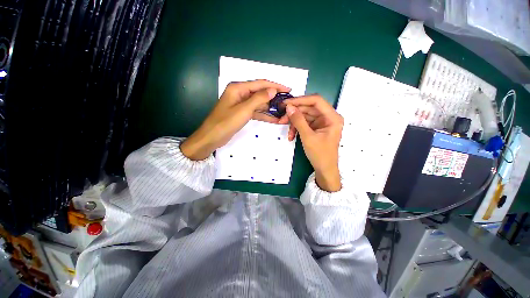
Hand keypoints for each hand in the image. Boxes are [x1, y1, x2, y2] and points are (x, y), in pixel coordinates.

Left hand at [180, 80, 290, 159]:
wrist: (212, 137)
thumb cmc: (225, 122)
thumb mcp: (244, 110)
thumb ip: (259, 99)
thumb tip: (272, 90)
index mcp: (238, 88)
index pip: (260, 84)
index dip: (275, 86)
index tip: (288, 89)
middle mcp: (240, 93)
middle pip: (260, 93)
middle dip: (273, 98)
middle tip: (286, 103)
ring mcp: (241, 104)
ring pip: (259, 103)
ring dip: (269, 108)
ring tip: (282, 112)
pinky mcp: (241, 113)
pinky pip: (255, 112)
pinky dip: (263, 115)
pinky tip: (273, 119)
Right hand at [280, 95, 343, 191]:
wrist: (324, 169)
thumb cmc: (320, 154)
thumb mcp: (308, 137)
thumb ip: (298, 121)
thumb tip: (289, 107)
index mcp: (332, 117)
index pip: (316, 101)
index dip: (300, 100)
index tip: (286, 103)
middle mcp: (328, 117)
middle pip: (308, 108)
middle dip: (294, 114)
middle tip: (281, 118)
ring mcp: (321, 122)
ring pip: (304, 116)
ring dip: (294, 122)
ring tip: (287, 132)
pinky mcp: (316, 128)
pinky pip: (304, 123)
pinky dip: (296, 128)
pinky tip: (291, 136)